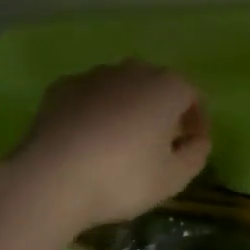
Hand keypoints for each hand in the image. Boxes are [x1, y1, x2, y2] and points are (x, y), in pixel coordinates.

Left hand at [6, 62, 211, 232]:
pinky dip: (94, 111)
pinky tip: (86, 140)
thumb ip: (195, 155)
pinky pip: (89, 96)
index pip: (192, 96)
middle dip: (162, 110)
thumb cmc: (121, 178)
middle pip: (156, 86)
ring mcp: (94, 75)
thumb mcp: (172, 179)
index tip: (191, 145)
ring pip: (121, 88)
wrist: (51, 178)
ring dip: (127, 108)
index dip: (196, 120)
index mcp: (166, 87)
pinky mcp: (62, 86)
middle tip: (157, 144)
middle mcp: (132, 70)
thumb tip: (198, 140)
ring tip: (119, 143)